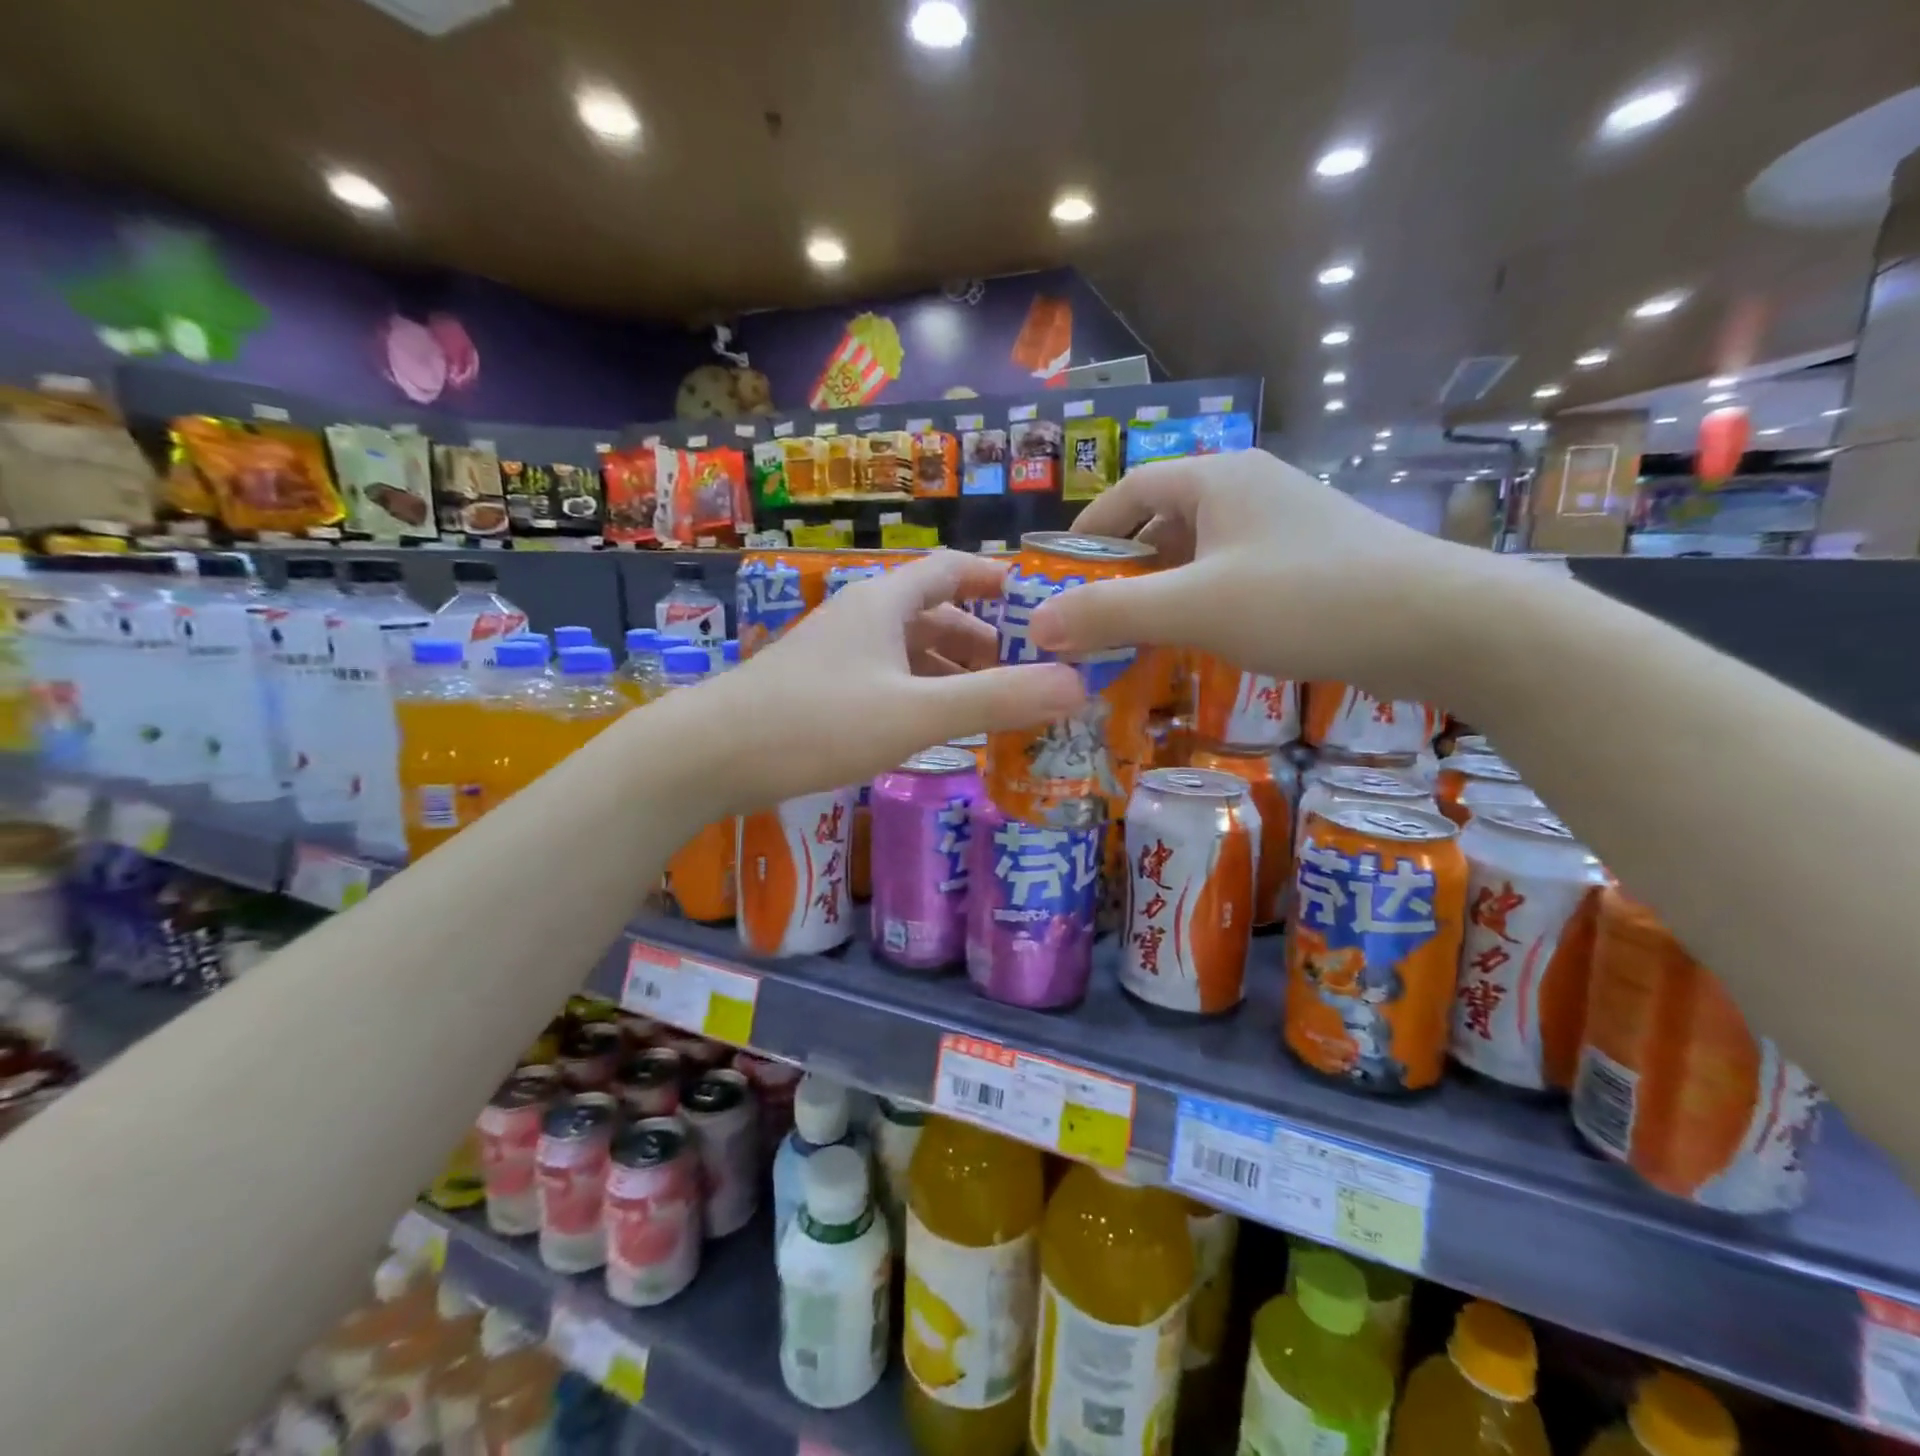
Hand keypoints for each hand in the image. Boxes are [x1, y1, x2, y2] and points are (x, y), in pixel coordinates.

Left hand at [709, 550, 1084, 808]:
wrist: (710, 755)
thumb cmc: (817, 722)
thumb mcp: (915, 713)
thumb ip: (995, 700)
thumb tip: (1076, 686)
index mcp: (884, 603)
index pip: (951, 569)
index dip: (994, 578)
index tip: (1037, 599)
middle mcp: (860, 617)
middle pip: (932, 613)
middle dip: (980, 638)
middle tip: (1024, 669)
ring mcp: (835, 654)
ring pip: (907, 651)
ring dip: (949, 671)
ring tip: (989, 703)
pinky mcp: (818, 689)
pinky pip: (884, 680)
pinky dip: (917, 694)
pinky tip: (931, 727)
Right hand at [1028, 449, 1500, 693]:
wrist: (1444, 625)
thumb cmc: (1307, 600)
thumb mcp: (1195, 608)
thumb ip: (1111, 614)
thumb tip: (1036, 625)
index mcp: (1218, 478)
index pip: (1130, 489)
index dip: (1088, 531)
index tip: (1058, 576)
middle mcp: (1249, 490)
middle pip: (1162, 521)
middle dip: (1121, 570)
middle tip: (1089, 619)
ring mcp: (1283, 527)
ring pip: (1198, 554)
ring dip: (1160, 592)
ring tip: (1131, 638)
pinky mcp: (1308, 563)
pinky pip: (1231, 576)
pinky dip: (1200, 605)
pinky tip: (1193, 643)